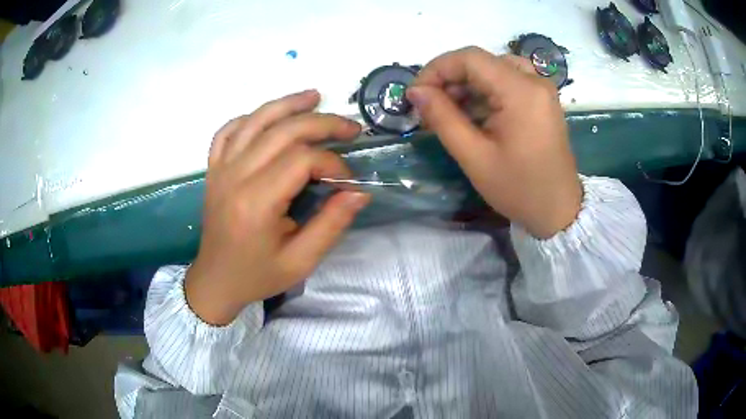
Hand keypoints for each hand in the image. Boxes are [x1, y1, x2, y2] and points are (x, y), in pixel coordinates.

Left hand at [185, 90, 369, 325]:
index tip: (347, 181)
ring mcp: (220, 168)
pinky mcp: (213, 168)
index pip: (301, 160)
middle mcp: (235, 176)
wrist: (215, 280)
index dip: (333, 163)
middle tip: (350, 127)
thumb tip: (360, 192)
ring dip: (288, 104)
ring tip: (315, 96)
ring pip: (255, 120)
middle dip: (322, 123)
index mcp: (256, 202)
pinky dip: (250, 117)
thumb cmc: (257, 275)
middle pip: (282, 131)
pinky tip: (268, 116)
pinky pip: (228, 130)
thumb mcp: (301, 261)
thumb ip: (331, 224)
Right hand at [406, 47, 581, 238]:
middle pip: (481, 62)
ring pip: (493, 69)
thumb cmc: (519, 189)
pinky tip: (474, 114)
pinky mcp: (542, 99)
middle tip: (431, 108)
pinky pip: (507, 81)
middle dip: (450, 79)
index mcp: (521, 91)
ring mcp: (541, 88)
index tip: (416, 94)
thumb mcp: (475, 157)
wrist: (559, 210)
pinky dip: (485, 92)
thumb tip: (415, 91)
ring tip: (450, 113)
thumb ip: (442, 118)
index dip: (437, 69)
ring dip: (466, 85)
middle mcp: (534, 80)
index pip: (469, 58)